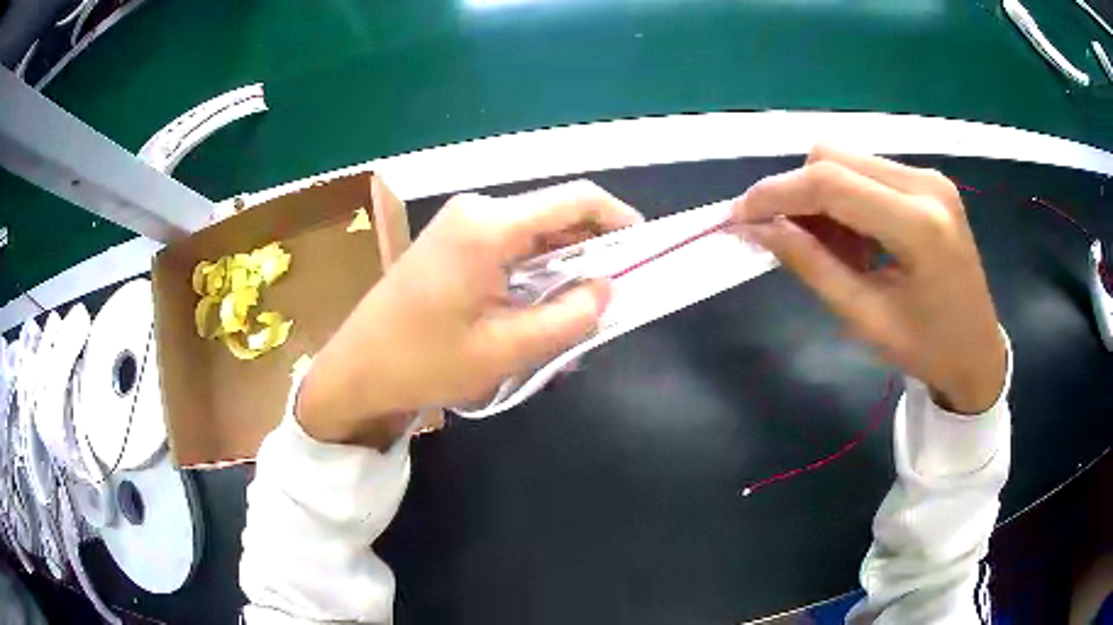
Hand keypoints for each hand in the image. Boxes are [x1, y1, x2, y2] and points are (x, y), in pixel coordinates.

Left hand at [296, 181, 642, 448]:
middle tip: (610, 301)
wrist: (358, 368)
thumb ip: (568, 317)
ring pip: (536, 234)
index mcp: (491, 226)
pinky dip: (535, 274)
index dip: (619, 219)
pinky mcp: (454, 240)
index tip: (644, 251)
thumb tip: (608, 288)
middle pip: (556, 216)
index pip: (576, 199)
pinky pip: (511, 247)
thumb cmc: (425, 361)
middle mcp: (478, 209)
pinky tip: (539, 311)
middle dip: (591, 254)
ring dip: (563, 270)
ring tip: (577, 317)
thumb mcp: (506, 349)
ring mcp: (462, 222)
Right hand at [734, 145, 1006, 413]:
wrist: (979, 352)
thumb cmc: (927, 349)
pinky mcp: (929, 181)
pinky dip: (847, 197)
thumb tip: (759, 228)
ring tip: (831, 248)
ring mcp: (930, 177)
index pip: (830, 183)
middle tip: (788, 239)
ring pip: (848, 160)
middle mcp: (925, 184)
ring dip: (823, 196)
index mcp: (918, 226)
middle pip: (834, 157)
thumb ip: (812, 266)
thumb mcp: (866, 319)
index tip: (741, 215)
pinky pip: (868, 171)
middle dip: (797, 192)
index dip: (776, 193)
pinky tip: (856, 238)